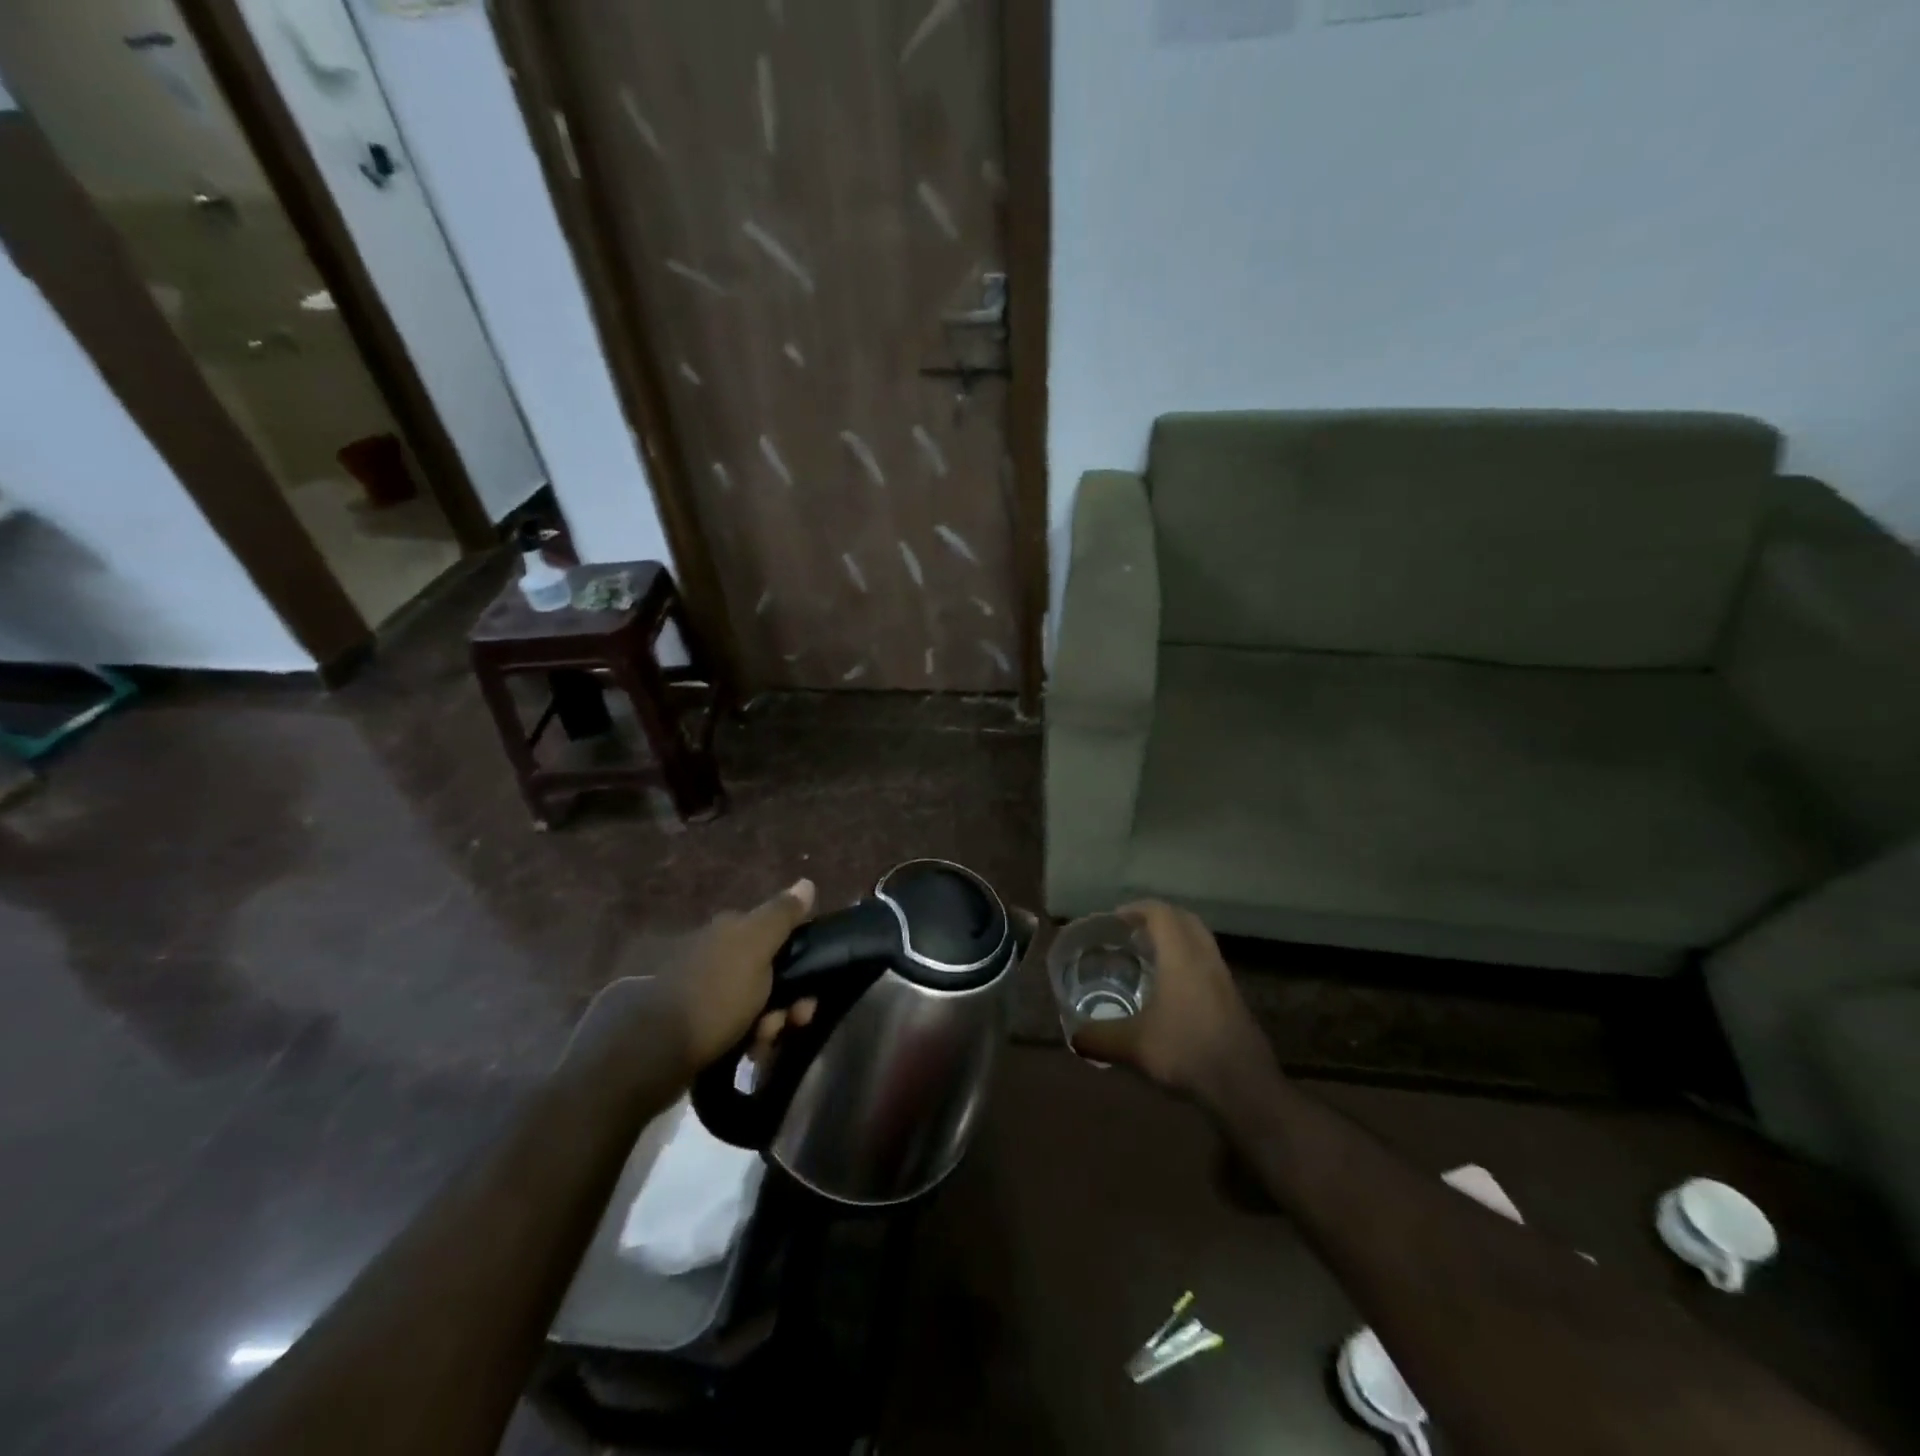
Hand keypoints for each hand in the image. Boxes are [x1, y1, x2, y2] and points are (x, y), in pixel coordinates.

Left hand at [661, 878, 816, 1067]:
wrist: (654, 1050)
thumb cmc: (715, 993)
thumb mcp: (756, 947)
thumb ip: (782, 915)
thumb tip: (806, 883)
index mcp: (729, 930)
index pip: (774, 933)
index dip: (798, 959)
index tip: (810, 990)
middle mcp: (714, 953)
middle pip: (767, 972)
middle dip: (786, 998)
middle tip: (793, 1021)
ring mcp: (702, 989)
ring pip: (753, 1003)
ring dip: (769, 1022)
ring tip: (764, 1043)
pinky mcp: (693, 1023)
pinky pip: (734, 1026)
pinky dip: (747, 1038)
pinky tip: (749, 1052)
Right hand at [1070, 900, 1276, 1104]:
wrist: (1244, 1088)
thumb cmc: (1186, 1052)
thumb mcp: (1133, 1046)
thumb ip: (1098, 1037)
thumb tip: (1073, 1037)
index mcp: (1181, 956)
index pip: (1161, 913)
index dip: (1136, 909)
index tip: (1115, 920)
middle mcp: (1204, 958)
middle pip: (1184, 919)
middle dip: (1157, 918)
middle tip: (1131, 933)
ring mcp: (1223, 979)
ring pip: (1199, 941)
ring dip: (1175, 940)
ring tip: (1148, 958)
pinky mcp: (1233, 1000)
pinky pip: (1207, 964)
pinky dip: (1187, 962)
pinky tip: (1170, 991)